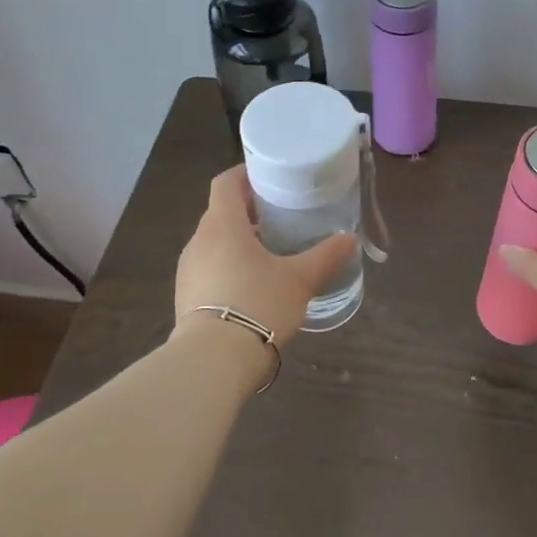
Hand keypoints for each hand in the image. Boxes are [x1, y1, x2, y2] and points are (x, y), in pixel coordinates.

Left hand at [174, 166, 357, 345]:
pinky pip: (209, 268)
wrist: (213, 362)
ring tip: (271, 250)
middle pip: (220, 212)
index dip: (244, 174)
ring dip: (239, 240)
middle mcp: (199, 242)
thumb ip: (326, 256)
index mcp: (223, 225)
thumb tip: (350, 238)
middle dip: (248, 210)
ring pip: (214, 242)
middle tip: (280, 214)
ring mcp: (188, 271)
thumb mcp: (300, 279)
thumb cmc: (258, 304)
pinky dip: (229, 265)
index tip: (268, 175)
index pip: (225, 183)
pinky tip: (253, 284)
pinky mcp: (186, 297)